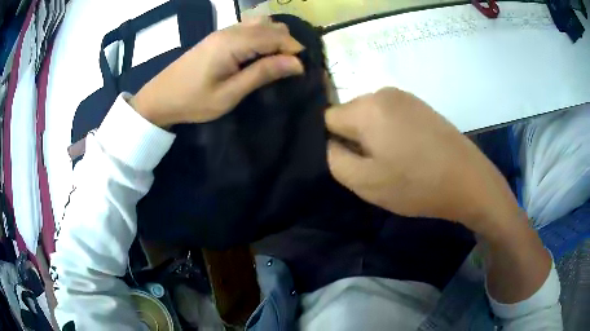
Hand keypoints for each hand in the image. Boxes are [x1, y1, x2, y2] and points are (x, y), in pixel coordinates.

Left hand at [131, 17, 303, 127]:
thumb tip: (296, 63)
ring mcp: (223, 31)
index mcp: (233, 43)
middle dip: (287, 42)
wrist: (159, 97)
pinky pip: (248, 27)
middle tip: (289, 67)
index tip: (300, 70)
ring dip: (275, 38)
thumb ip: (262, 74)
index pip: (275, 36)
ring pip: (260, 23)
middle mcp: (230, 30)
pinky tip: (260, 52)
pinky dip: (262, 36)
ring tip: (277, 60)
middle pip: (271, 26)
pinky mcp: (218, 36)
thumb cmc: (192, 100)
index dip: (293, 50)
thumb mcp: (229, 94)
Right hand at [326, 88, 520, 235]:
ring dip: (373, 137)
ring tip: (393, 160)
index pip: (327, 118)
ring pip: (370, 116)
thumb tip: (330, 142)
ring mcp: (405, 96)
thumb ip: (334, 159)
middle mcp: (383, 92)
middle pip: (349, 115)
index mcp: (367, 107)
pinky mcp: (420, 105)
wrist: (468, 180)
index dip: (332, 142)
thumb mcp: (365, 182)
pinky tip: (408, 152)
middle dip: (354, 139)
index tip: (350, 162)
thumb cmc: (416, 184)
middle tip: (374, 166)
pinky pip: (390, 115)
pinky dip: (390, 132)